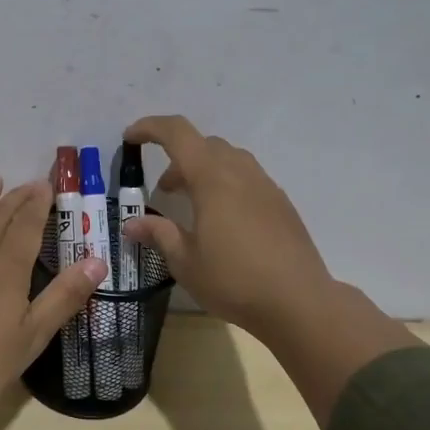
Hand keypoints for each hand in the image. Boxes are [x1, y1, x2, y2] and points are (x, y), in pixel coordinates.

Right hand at [120, 116, 418, 424]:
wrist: (299, 302)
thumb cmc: (234, 280)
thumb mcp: (185, 261)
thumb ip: (158, 234)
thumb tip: (131, 224)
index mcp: (212, 178)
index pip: (177, 133)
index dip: (150, 128)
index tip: (130, 138)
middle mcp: (240, 172)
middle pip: (204, 144)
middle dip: (177, 157)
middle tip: (164, 190)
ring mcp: (266, 186)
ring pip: (229, 159)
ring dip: (204, 170)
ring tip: (193, 204)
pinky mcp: (281, 204)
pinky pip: (247, 178)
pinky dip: (226, 184)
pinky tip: (223, 221)